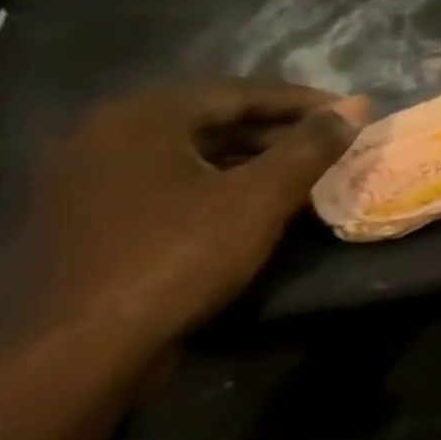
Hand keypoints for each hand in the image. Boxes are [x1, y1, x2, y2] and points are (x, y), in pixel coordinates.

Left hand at [6, 81, 368, 384]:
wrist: (84, 346)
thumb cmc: (179, 257)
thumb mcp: (260, 198)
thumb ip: (310, 147)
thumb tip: (356, 108)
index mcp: (141, 118)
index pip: (238, 92)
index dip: (303, 101)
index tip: (353, 113)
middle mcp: (104, 133)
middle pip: (211, 117)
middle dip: (278, 127)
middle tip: (333, 140)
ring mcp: (88, 175)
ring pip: (191, 149)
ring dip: (251, 154)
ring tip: (304, 168)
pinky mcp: (90, 212)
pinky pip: (169, 177)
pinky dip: (218, 178)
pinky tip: (253, 198)